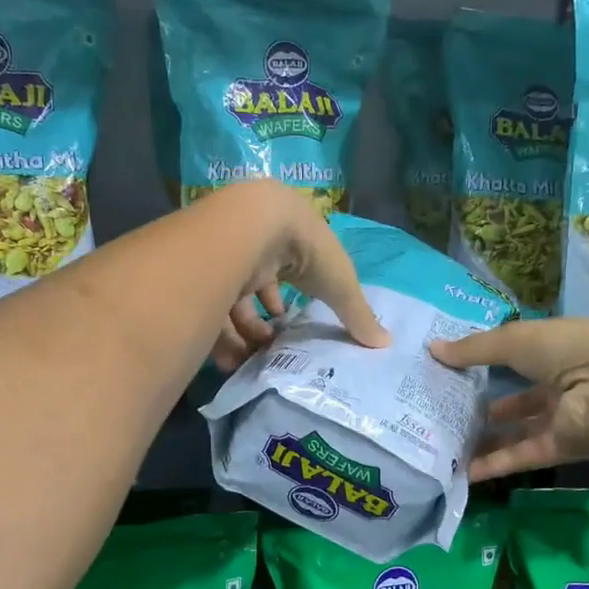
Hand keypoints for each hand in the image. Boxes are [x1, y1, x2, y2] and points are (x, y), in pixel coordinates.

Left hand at [209, 184, 389, 371]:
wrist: (251, 227)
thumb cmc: (306, 250)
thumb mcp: (340, 284)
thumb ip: (358, 315)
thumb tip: (385, 344)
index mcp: (290, 242)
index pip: (290, 273)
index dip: (291, 300)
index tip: (293, 324)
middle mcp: (256, 248)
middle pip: (259, 290)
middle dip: (266, 321)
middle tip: (274, 346)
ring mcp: (227, 259)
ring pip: (234, 303)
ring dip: (246, 334)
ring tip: (256, 358)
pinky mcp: (203, 275)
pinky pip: (212, 311)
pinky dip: (223, 338)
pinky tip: (234, 360)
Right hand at [430, 318, 588, 480]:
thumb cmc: (566, 350)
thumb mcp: (514, 340)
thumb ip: (474, 349)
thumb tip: (432, 350)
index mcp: (558, 349)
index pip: (521, 355)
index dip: (490, 361)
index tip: (456, 370)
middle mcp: (563, 383)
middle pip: (519, 399)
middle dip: (486, 407)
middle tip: (448, 413)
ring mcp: (563, 418)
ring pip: (518, 431)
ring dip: (487, 440)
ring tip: (448, 445)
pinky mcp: (561, 448)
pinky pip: (523, 455)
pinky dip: (496, 464)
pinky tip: (464, 471)